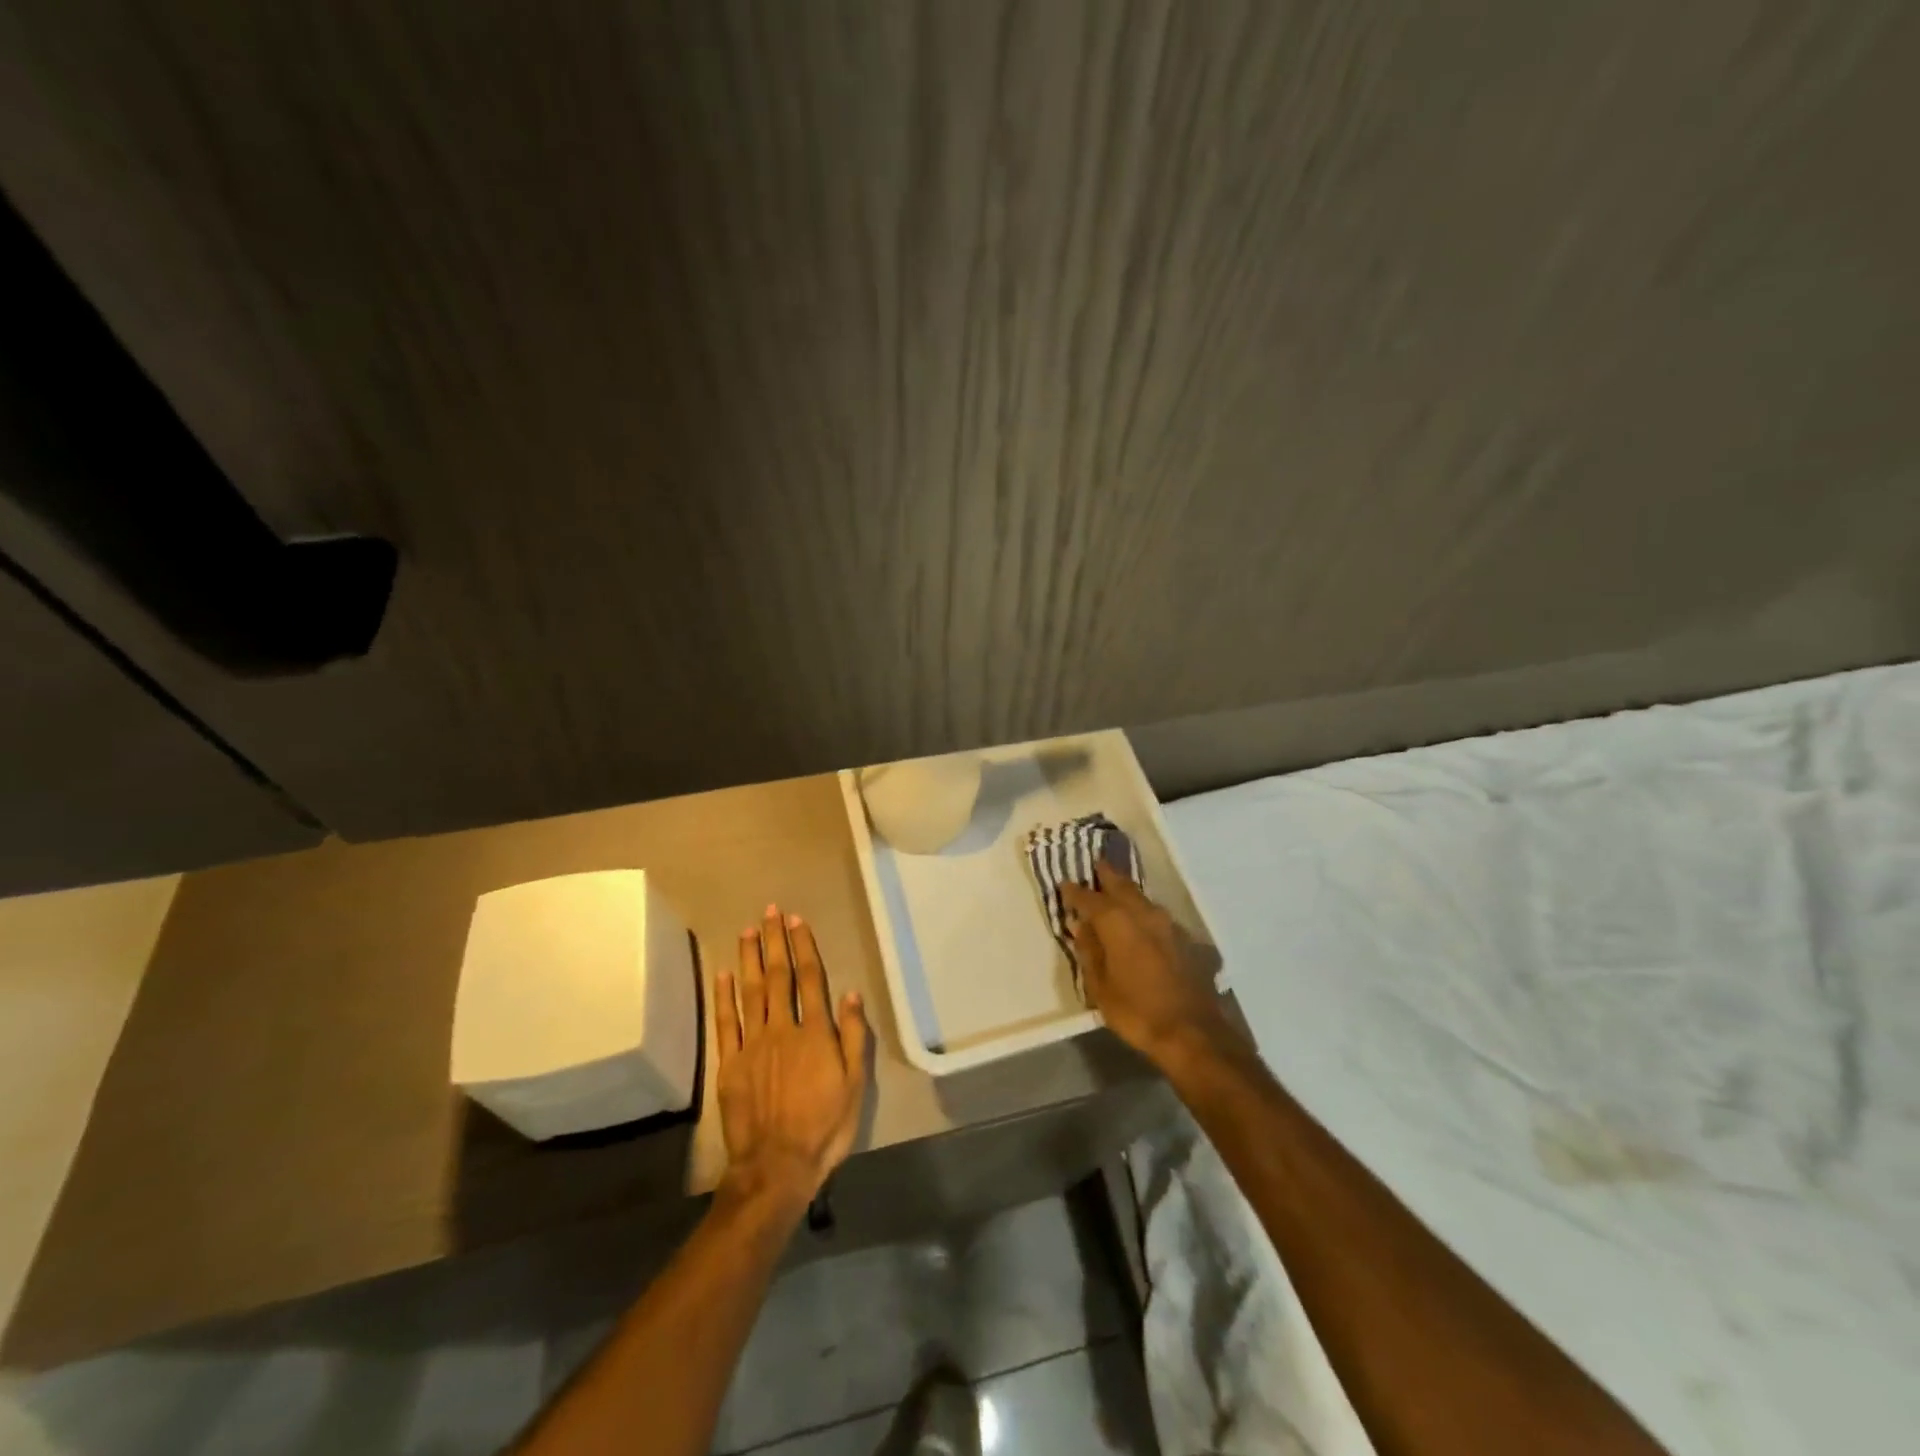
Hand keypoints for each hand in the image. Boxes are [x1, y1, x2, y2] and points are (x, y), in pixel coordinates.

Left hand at [715, 905, 871, 1209]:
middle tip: (770, 912)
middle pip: (778, 977)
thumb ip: (853, 1036)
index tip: (797, 921)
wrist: (776, 1167)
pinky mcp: (730, 1064)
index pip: (810, 979)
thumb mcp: (855, 1085)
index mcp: (815, 1033)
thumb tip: (850, 993)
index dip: (803, 947)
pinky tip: (723, 973)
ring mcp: (752, 1045)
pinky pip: (726, 1022)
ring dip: (750, 958)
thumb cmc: (824, 1127)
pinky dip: (724, 996)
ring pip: (751, 991)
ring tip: (748, 930)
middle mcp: (782, 1029)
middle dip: (775, 942)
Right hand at [1061, 864, 1239, 1073]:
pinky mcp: (1186, 940)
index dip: (1075, 891)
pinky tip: (1142, 922)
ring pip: (1143, 898)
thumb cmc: (1137, 1012)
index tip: (1065, 884)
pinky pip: (1158, 916)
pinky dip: (1144, 913)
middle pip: (1122, 886)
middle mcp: (1144, 914)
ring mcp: (1169, 925)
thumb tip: (1082, 927)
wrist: (1193, 1033)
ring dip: (1128, 892)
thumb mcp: (1100, 987)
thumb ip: (1090, 952)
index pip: (1090, 898)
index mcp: (1117, 922)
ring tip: (1116, 890)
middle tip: (1096, 866)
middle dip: (1107, 876)